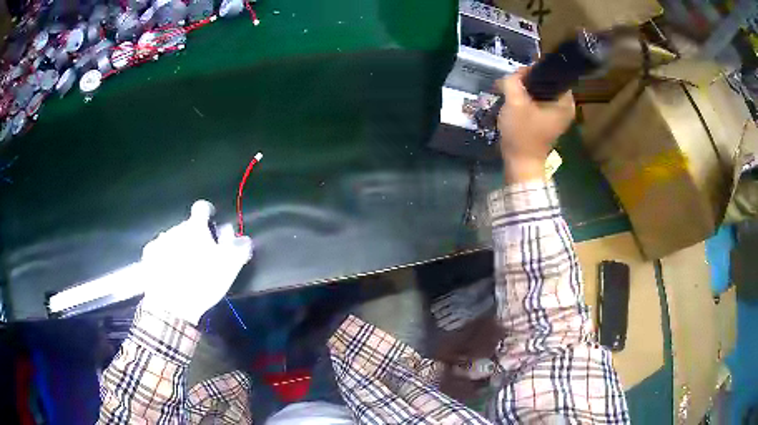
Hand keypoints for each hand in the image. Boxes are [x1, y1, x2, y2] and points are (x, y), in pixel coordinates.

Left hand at [140, 200, 253, 324]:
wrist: (171, 305)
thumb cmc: (202, 282)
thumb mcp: (228, 267)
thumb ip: (238, 248)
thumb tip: (243, 237)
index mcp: (196, 228)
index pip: (202, 208)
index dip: (208, 213)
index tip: (211, 224)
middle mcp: (176, 228)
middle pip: (187, 226)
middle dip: (194, 236)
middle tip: (200, 256)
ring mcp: (160, 240)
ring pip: (173, 238)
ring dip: (179, 246)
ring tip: (183, 268)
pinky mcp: (149, 254)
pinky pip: (159, 250)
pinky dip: (164, 256)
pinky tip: (168, 272)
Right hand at [496, 68, 574, 182]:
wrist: (520, 163)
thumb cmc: (522, 133)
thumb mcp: (514, 102)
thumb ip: (513, 81)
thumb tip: (515, 75)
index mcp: (564, 101)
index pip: (551, 74)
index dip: (533, 70)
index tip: (518, 76)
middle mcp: (565, 106)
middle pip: (545, 82)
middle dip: (527, 81)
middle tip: (511, 84)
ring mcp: (557, 115)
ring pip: (539, 91)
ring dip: (524, 90)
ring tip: (510, 92)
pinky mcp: (548, 121)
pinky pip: (537, 102)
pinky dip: (526, 100)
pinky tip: (514, 102)